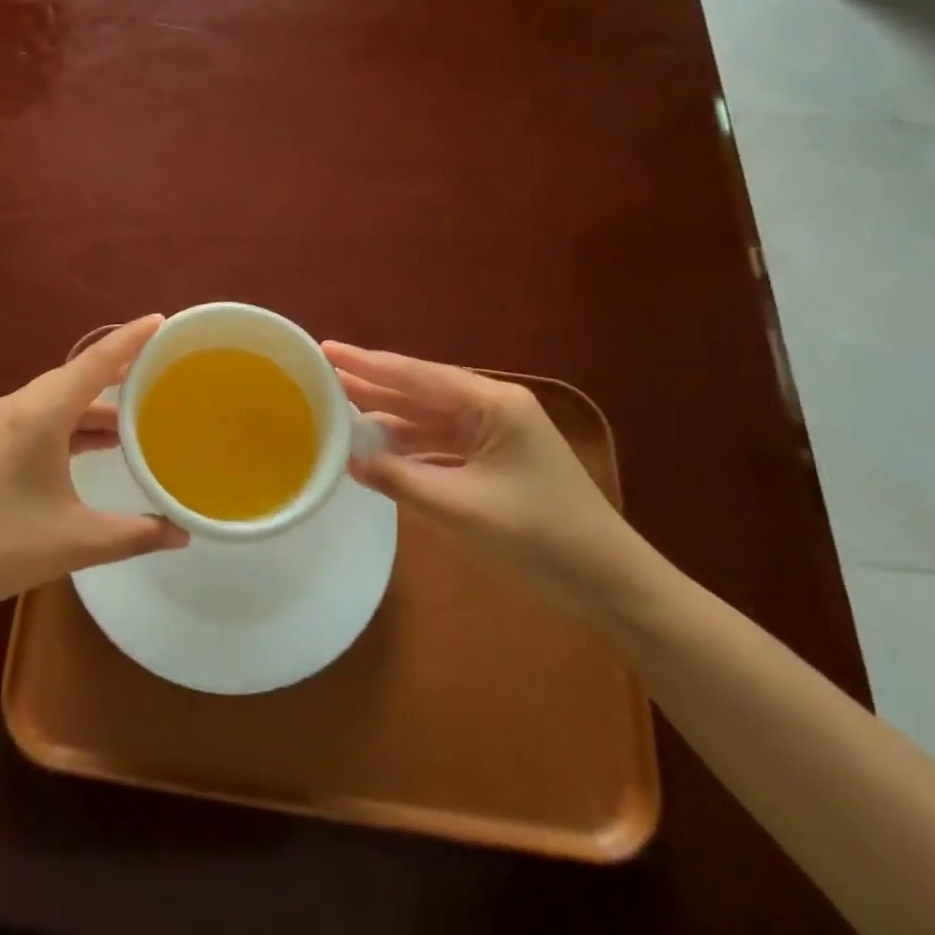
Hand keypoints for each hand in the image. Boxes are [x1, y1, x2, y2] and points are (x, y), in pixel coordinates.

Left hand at [0, 315, 188, 627]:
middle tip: (161, 363)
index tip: (161, 319)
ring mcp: (2, 425)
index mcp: (40, 414)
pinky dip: (76, 421)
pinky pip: (45, 416)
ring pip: (60, 397)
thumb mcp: (75, 541)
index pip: (94, 363)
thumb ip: (135, 534)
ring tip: (140, 402)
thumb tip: (183, 533)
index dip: (130, 339)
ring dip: (97, 399)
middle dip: (118, 366)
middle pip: (77, 374)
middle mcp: (20, 407)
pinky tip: (101, 440)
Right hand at [325, 342, 646, 610]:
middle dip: (372, 383)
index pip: (416, 376)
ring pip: (427, 417)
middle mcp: (492, 408)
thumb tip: (351, 460)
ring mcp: (495, 434)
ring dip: (387, 415)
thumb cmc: (541, 538)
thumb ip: (401, 479)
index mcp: (492, 404)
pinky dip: (408, 445)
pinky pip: (440, 443)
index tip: (326, 349)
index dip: (367, 363)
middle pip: (419, 390)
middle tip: (322, 373)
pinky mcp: (494, 460)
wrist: (612, 586)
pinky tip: (378, 446)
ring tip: (338, 406)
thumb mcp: (462, 508)